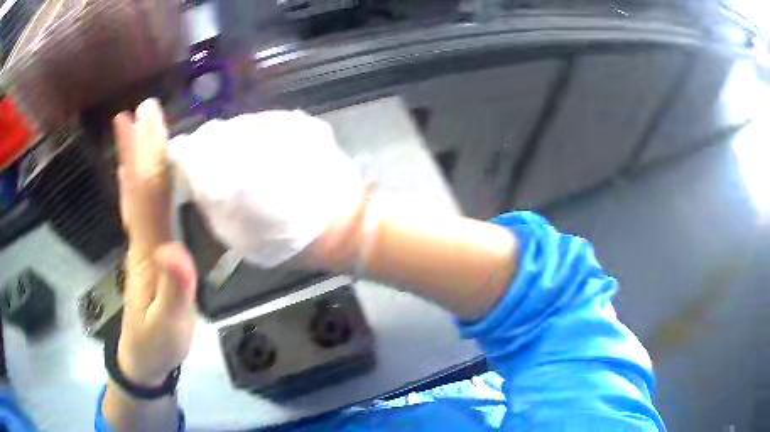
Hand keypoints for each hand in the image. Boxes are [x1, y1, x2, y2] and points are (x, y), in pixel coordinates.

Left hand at [114, 99, 197, 386]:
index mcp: (149, 251)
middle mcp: (142, 240)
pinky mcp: (146, 253)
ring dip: (135, 158)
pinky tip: (131, 173)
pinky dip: (134, 186)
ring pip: (137, 194)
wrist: (143, 361)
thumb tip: (175, 250)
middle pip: (141, 185)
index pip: (147, 196)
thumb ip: (173, 291)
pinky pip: (138, 212)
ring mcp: (141, 246)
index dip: (145, 156)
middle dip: (141, 145)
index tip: (140, 120)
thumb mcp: (169, 326)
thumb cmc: (157, 345)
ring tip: (136, 127)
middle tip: (144, 108)